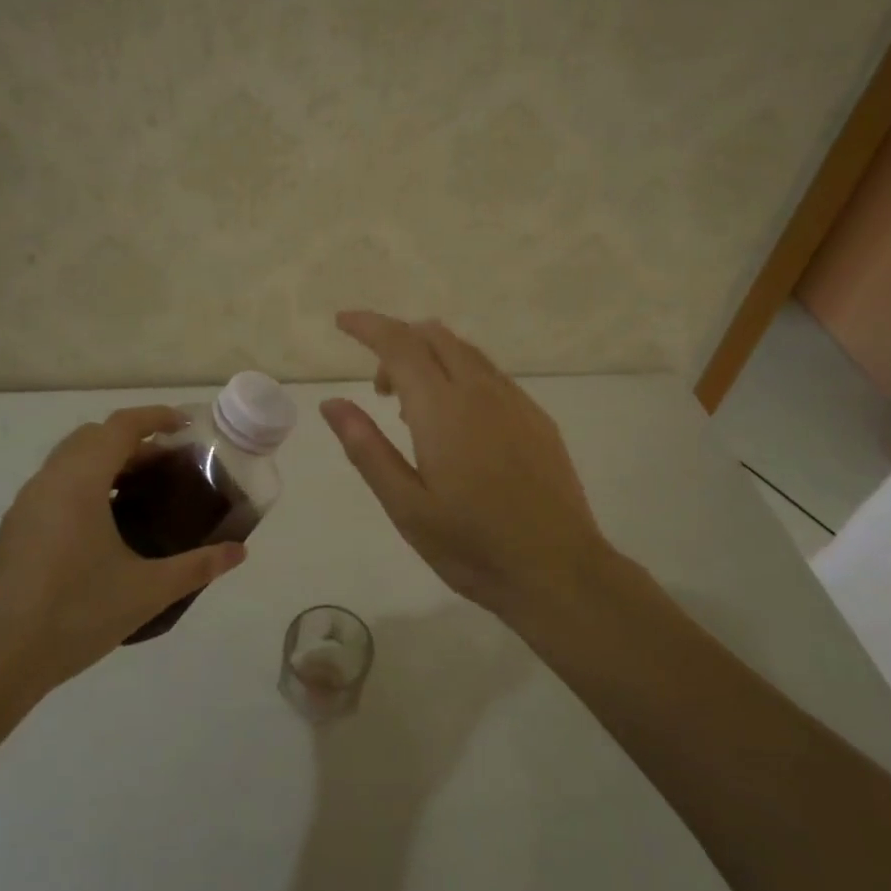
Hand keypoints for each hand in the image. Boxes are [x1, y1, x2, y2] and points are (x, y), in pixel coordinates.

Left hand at [0, 406, 245, 695]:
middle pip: (93, 437)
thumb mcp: (147, 591)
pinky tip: (104, 526)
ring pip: (69, 460)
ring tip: (141, 492)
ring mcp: (25, 505)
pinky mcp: (14, 530)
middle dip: (133, 440)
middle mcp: (48, 481)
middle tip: (167, 465)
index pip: (120, 426)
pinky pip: (54, 485)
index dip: (155, 417)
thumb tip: (239, 551)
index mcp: (79, 482)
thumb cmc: (75, 615)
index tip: (186, 426)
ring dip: (106, 462)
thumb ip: (197, 567)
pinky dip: (84, 484)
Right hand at [321, 311, 613, 623]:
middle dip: (398, 342)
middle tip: (380, 390)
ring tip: (413, 410)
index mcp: (442, 409)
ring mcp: (515, 401)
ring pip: (464, 351)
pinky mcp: (536, 417)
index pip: (399, 344)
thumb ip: (366, 448)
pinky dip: (460, 375)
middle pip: (434, 336)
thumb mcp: (406, 506)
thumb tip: (332, 403)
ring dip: (429, 358)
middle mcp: (480, 391)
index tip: (342, 321)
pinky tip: (457, 423)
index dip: (368, 325)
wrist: (558, 570)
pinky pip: (489, 374)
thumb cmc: (472, 545)